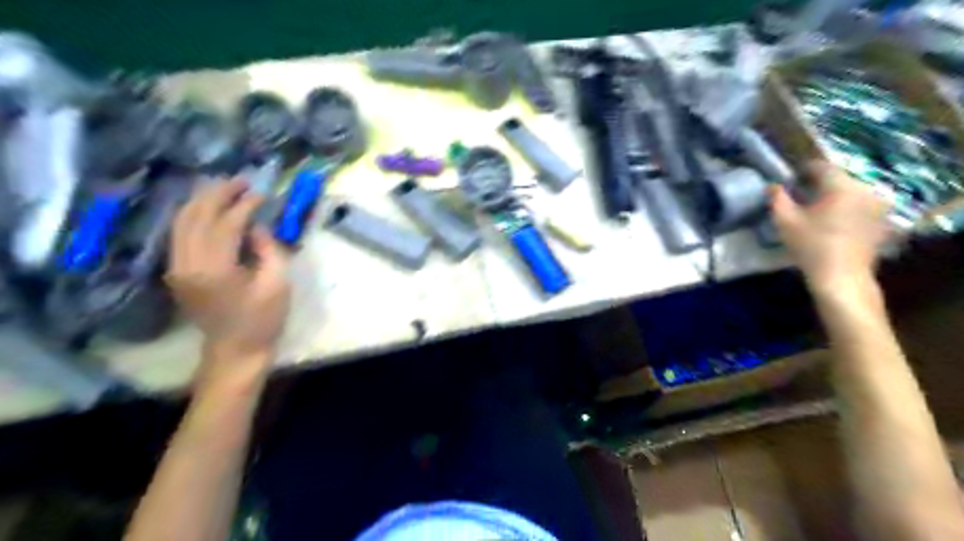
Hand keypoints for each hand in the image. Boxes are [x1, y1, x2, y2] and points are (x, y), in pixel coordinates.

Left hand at [167, 179, 288, 361]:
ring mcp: (177, 268)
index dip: (244, 205)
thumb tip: (256, 227)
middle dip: (218, 194)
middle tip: (241, 180)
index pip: (226, 225)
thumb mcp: (278, 284)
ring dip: (203, 201)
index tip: (262, 193)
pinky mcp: (177, 272)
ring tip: (225, 188)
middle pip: (196, 216)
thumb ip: (268, 250)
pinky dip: (193, 215)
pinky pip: (180, 234)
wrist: (235, 350)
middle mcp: (187, 264)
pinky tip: (209, 208)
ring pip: (182, 222)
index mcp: (215, 270)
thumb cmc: (263, 320)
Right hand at [773, 161, 891, 295]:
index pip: (821, 166)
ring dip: (834, 196)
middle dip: (819, 184)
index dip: (803, 170)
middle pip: (838, 178)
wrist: (842, 276)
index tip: (790, 179)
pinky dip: (847, 207)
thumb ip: (777, 198)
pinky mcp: (883, 219)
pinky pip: (861, 204)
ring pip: (851, 191)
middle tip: (800, 196)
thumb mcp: (785, 221)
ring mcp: (878, 204)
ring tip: (817, 210)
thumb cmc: (811, 246)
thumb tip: (773, 186)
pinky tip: (833, 222)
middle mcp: (865, 189)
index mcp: (841, 186)